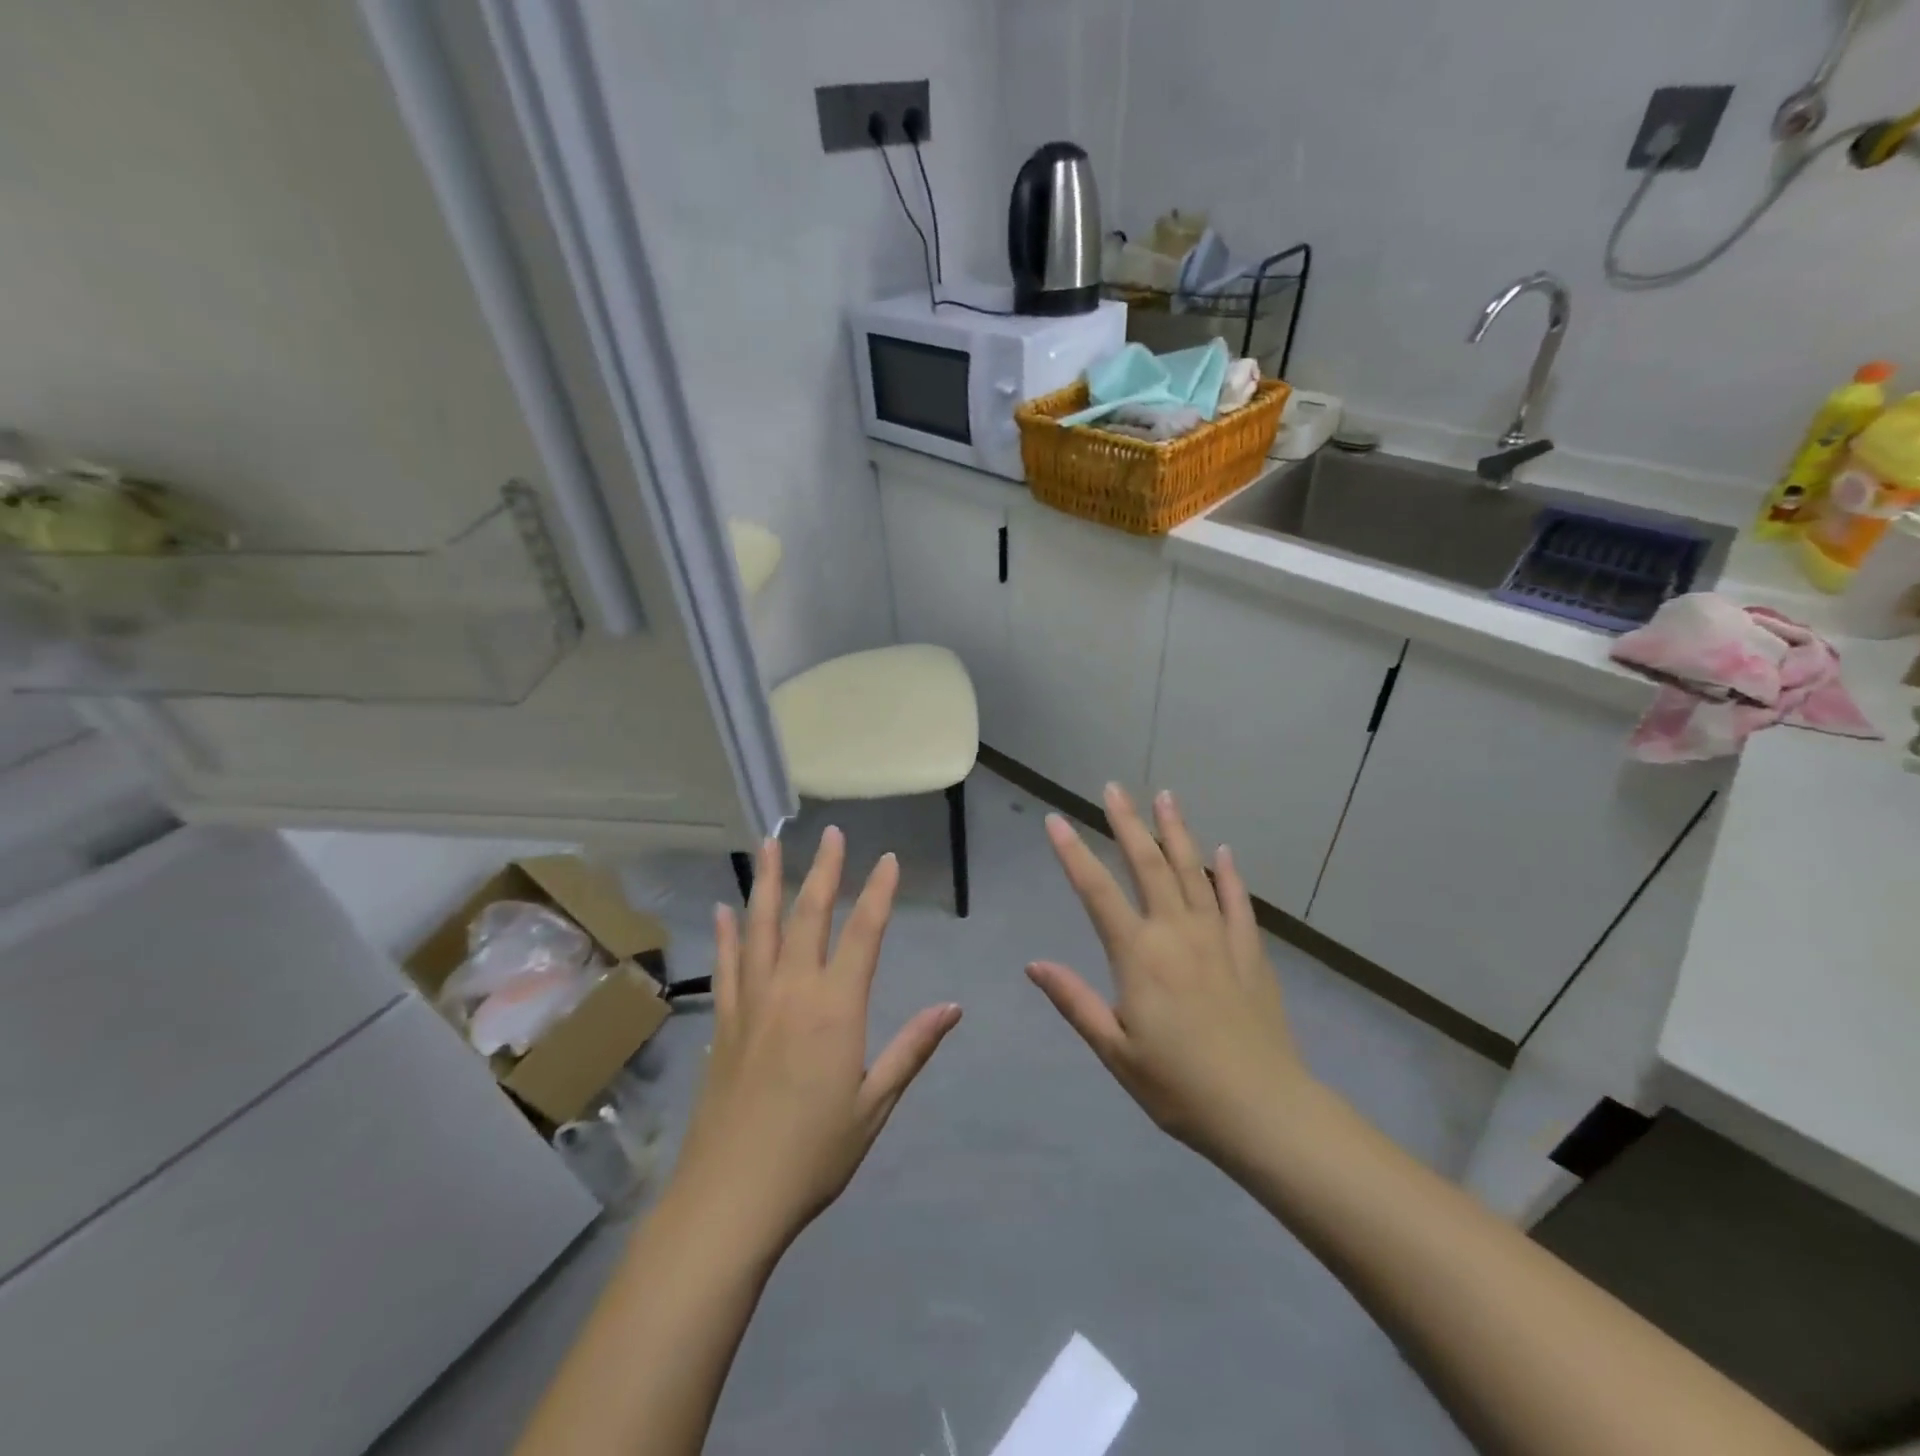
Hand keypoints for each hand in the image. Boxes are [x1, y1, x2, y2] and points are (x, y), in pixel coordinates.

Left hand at [668, 828, 961, 1252]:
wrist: (730, 1198)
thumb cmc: (813, 1154)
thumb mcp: (874, 1105)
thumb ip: (912, 1048)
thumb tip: (953, 1007)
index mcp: (835, 1008)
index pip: (863, 934)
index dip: (879, 893)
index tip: (888, 859)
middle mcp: (792, 991)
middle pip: (809, 915)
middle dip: (824, 870)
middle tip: (832, 833)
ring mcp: (751, 1003)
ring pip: (760, 927)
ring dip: (766, 882)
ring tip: (770, 843)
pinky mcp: (723, 1023)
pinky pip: (727, 965)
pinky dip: (728, 933)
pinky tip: (725, 908)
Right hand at [1027, 785, 1312, 1165]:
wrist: (1263, 1110)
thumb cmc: (1178, 1086)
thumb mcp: (1115, 1050)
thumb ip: (1074, 1001)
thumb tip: (1034, 964)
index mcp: (1138, 955)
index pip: (1096, 892)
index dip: (1072, 854)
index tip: (1055, 821)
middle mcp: (1176, 933)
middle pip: (1148, 865)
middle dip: (1128, 823)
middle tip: (1113, 788)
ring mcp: (1217, 937)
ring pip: (1193, 871)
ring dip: (1177, 832)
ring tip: (1165, 797)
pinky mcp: (1250, 952)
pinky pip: (1236, 902)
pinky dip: (1228, 874)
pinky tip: (1223, 851)